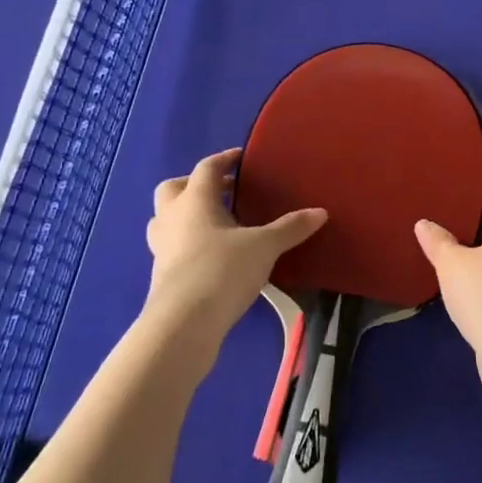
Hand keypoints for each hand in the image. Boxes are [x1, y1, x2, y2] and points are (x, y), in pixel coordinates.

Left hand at [144, 148, 325, 361]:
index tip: (241, 157)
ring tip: (215, 223)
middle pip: (173, 188)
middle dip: (194, 185)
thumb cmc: (222, 270)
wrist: (183, 324)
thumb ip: (290, 228)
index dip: (224, 159)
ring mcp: (161, 248)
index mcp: (195, 200)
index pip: (206, 168)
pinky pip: (171, 247)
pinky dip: (188, 243)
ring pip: (165, 219)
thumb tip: (320, 212)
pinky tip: (213, 255)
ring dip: (185, 215)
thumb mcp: (264, 247)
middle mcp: (172, 218)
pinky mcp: (161, 276)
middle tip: (222, 191)